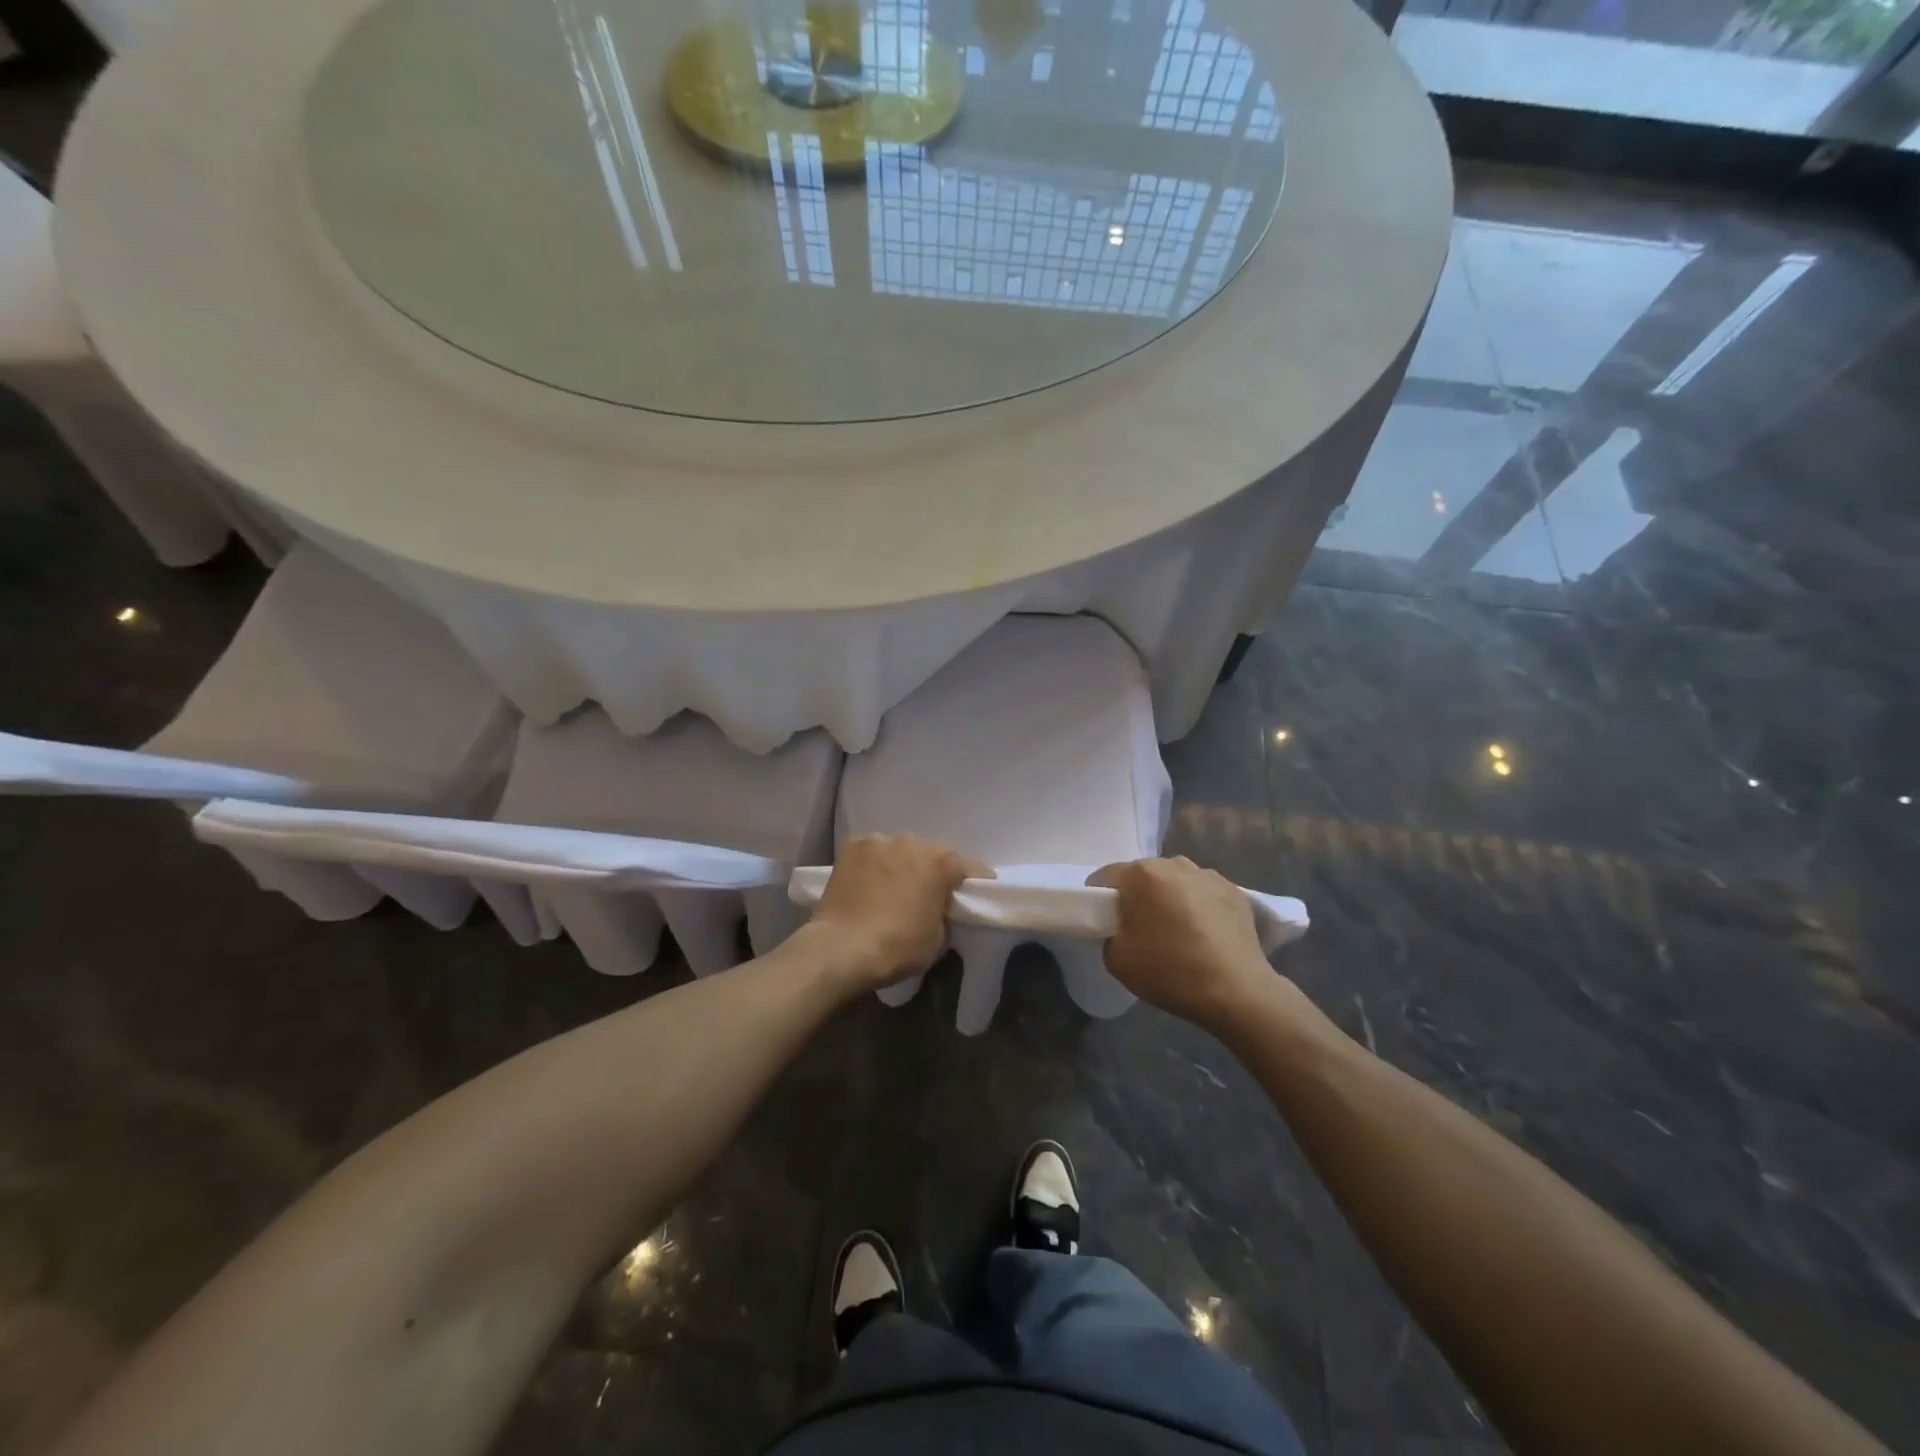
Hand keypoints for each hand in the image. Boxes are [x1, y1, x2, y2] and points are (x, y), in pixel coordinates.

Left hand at [807, 835, 991, 994]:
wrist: (841, 948)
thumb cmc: (897, 947)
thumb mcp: (938, 939)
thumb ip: (945, 914)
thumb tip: (937, 907)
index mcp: (942, 863)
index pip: (971, 868)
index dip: (974, 883)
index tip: (973, 897)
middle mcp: (914, 842)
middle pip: (933, 854)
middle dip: (933, 872)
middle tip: (927, 895)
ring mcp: (880, 841)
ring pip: (901, 850)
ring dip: (902, 865)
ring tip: (892, 888)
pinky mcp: (853, 846)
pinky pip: (873, 852)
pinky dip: (875, 864)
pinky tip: (868, 882)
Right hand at [1087, 857, 1295, 1031]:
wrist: (1237, 992)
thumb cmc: (1170, 971)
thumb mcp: (1116, 959)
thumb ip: (1109, 933)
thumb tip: (1122, 926)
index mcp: (1142, 874)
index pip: (1106, 877)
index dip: (1099, 898)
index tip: (1105, 922)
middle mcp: (1175, 864)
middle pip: (1143, 875)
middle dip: (1138, 896)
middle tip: (1141, 929)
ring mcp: (1208, 875)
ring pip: (1175, 882)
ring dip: (1170, 898)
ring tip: (1177, 932)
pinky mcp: (1235, 891)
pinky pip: (1203, 893)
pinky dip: (1198, 907)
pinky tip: (1204, 935)